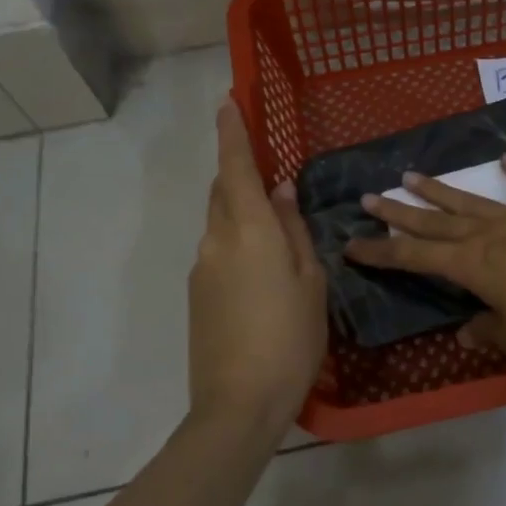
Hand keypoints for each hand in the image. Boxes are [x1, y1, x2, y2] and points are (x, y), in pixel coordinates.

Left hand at [187, 101, 327, 431]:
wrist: (238, 404)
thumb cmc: (290, 337)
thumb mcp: (309, 280)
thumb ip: (293, 230)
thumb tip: (281, 191)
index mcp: (249, 230)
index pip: (236, 166)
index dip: (232, 131)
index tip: (228, 101)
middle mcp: (217, 239)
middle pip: (224, 192)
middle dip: (241, 176)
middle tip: (273, 182)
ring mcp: (201, 267)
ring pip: (221, 223)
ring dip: (242, 215)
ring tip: (277, 241)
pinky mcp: (196, 294)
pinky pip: (218, 251)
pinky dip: (237, 245)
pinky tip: (262, 277)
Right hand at [345, 156, 505, 359]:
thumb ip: (490, 331)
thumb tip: (465, 334)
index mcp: (474, 265)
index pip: (415, 257)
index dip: (382, 252)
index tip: (352, 243)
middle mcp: (490, 234)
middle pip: (435, 222)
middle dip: (400, 211)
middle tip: (370, 196)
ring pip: (472, 201)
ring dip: (441, 190)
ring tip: (412, 175)